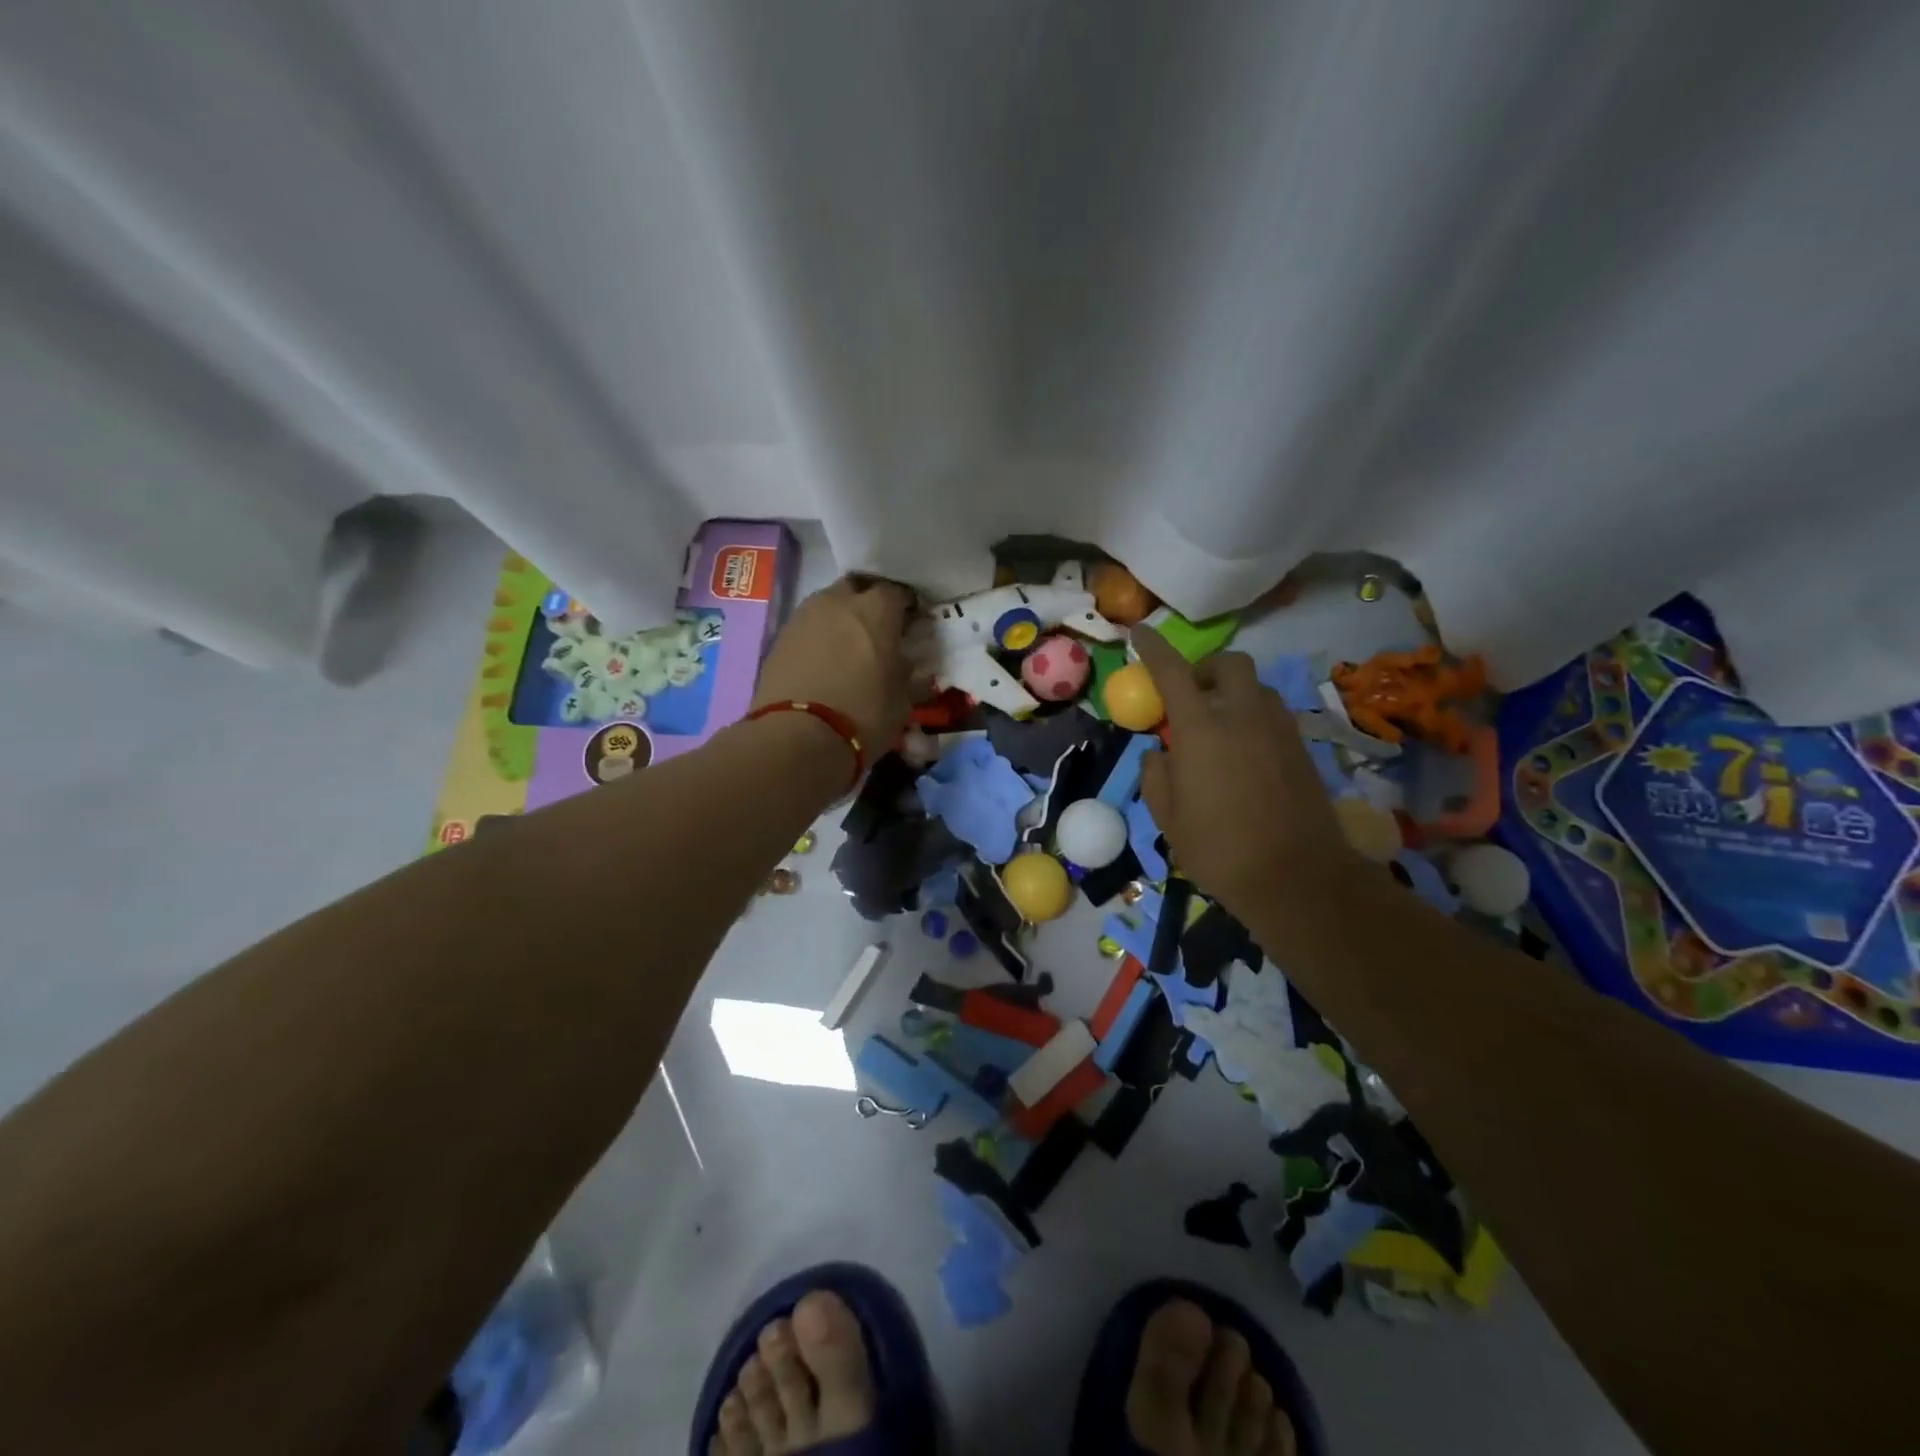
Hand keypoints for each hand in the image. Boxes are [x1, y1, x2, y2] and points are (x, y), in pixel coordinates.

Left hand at [751, 575, 915, 753]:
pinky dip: (818, 639)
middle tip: (877, 633)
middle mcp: (838, 601)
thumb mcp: (902, 700)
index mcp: (876, 609)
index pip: (898, 592)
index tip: (910, 626)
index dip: (906, 607)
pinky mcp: (779, 638)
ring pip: (828, 606)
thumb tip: (905, 664)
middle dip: (868, 604)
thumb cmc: (863, 715)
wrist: (796, 737)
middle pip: (857, 589)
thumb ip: (908, 674)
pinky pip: (807, 628)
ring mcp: (803, 616)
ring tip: (847, 651)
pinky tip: (823, 665)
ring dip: (839, 620)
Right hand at [1134, 626, 1363, 922]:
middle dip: (1207, 668)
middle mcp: (1244, 716)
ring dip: (1233, 693)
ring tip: (1219, 725)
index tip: (1141, 632)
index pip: (1173, 673)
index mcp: (1202, 729)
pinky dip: (1254, 716)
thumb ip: (1156, 776)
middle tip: (1191, 694)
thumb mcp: (1167, 818)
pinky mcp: (1302, 748)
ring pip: (1257, 687)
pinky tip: (1245, 750)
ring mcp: (1279, 729)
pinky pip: (1274, 714)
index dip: (1154, 649)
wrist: (1296, 877)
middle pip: (1230, 664)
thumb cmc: (1219, 849)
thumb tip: (1159, 754)